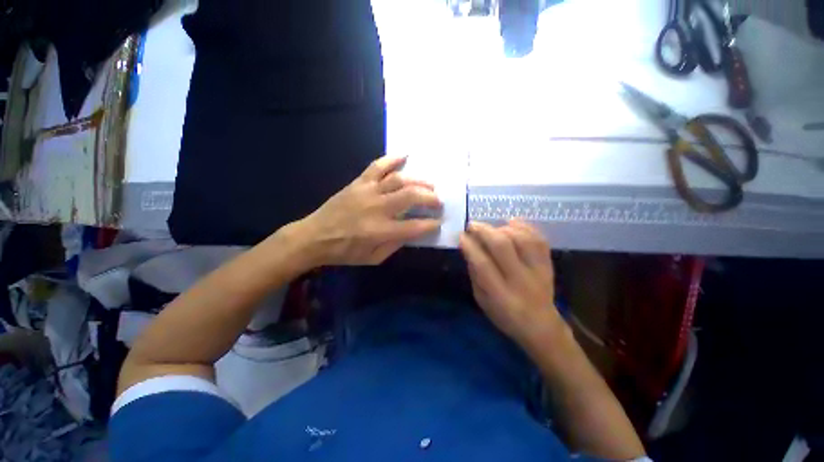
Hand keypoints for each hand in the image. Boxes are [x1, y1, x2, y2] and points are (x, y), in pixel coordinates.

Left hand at [294, 156, 442, 265]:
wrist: (314, 237)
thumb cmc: (345, 252)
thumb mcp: (373, 258)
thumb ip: (395, 245)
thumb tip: (413, 231)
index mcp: (381, 231)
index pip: (415, 226)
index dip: (431, 224)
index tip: (439, 222)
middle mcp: (377, 208)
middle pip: (411, 196)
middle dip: (430, 197)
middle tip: (439, 201)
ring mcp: (367, 192)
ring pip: (399, 180)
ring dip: (418, 180)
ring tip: (430, 184)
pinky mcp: (358, 183)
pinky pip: (377, 166)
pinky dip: (392, 159)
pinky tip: (405, 156)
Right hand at [459, 220, 564, 347]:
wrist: (541, 327)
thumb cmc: (504, 315)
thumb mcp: (482, 300)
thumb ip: (475, 274)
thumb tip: (469, 248)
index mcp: (500, 294)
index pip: (482, 264)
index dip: (470, 246)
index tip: (461, 236)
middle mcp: (520, 280)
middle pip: (503, 246)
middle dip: (484, 231)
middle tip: (473, 225)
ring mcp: (538, 271)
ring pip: (522, 239)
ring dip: (503, 228)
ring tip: (492, 228)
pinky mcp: (549, 265)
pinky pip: (539, 239)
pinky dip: (525, 226)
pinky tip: (512, 223)